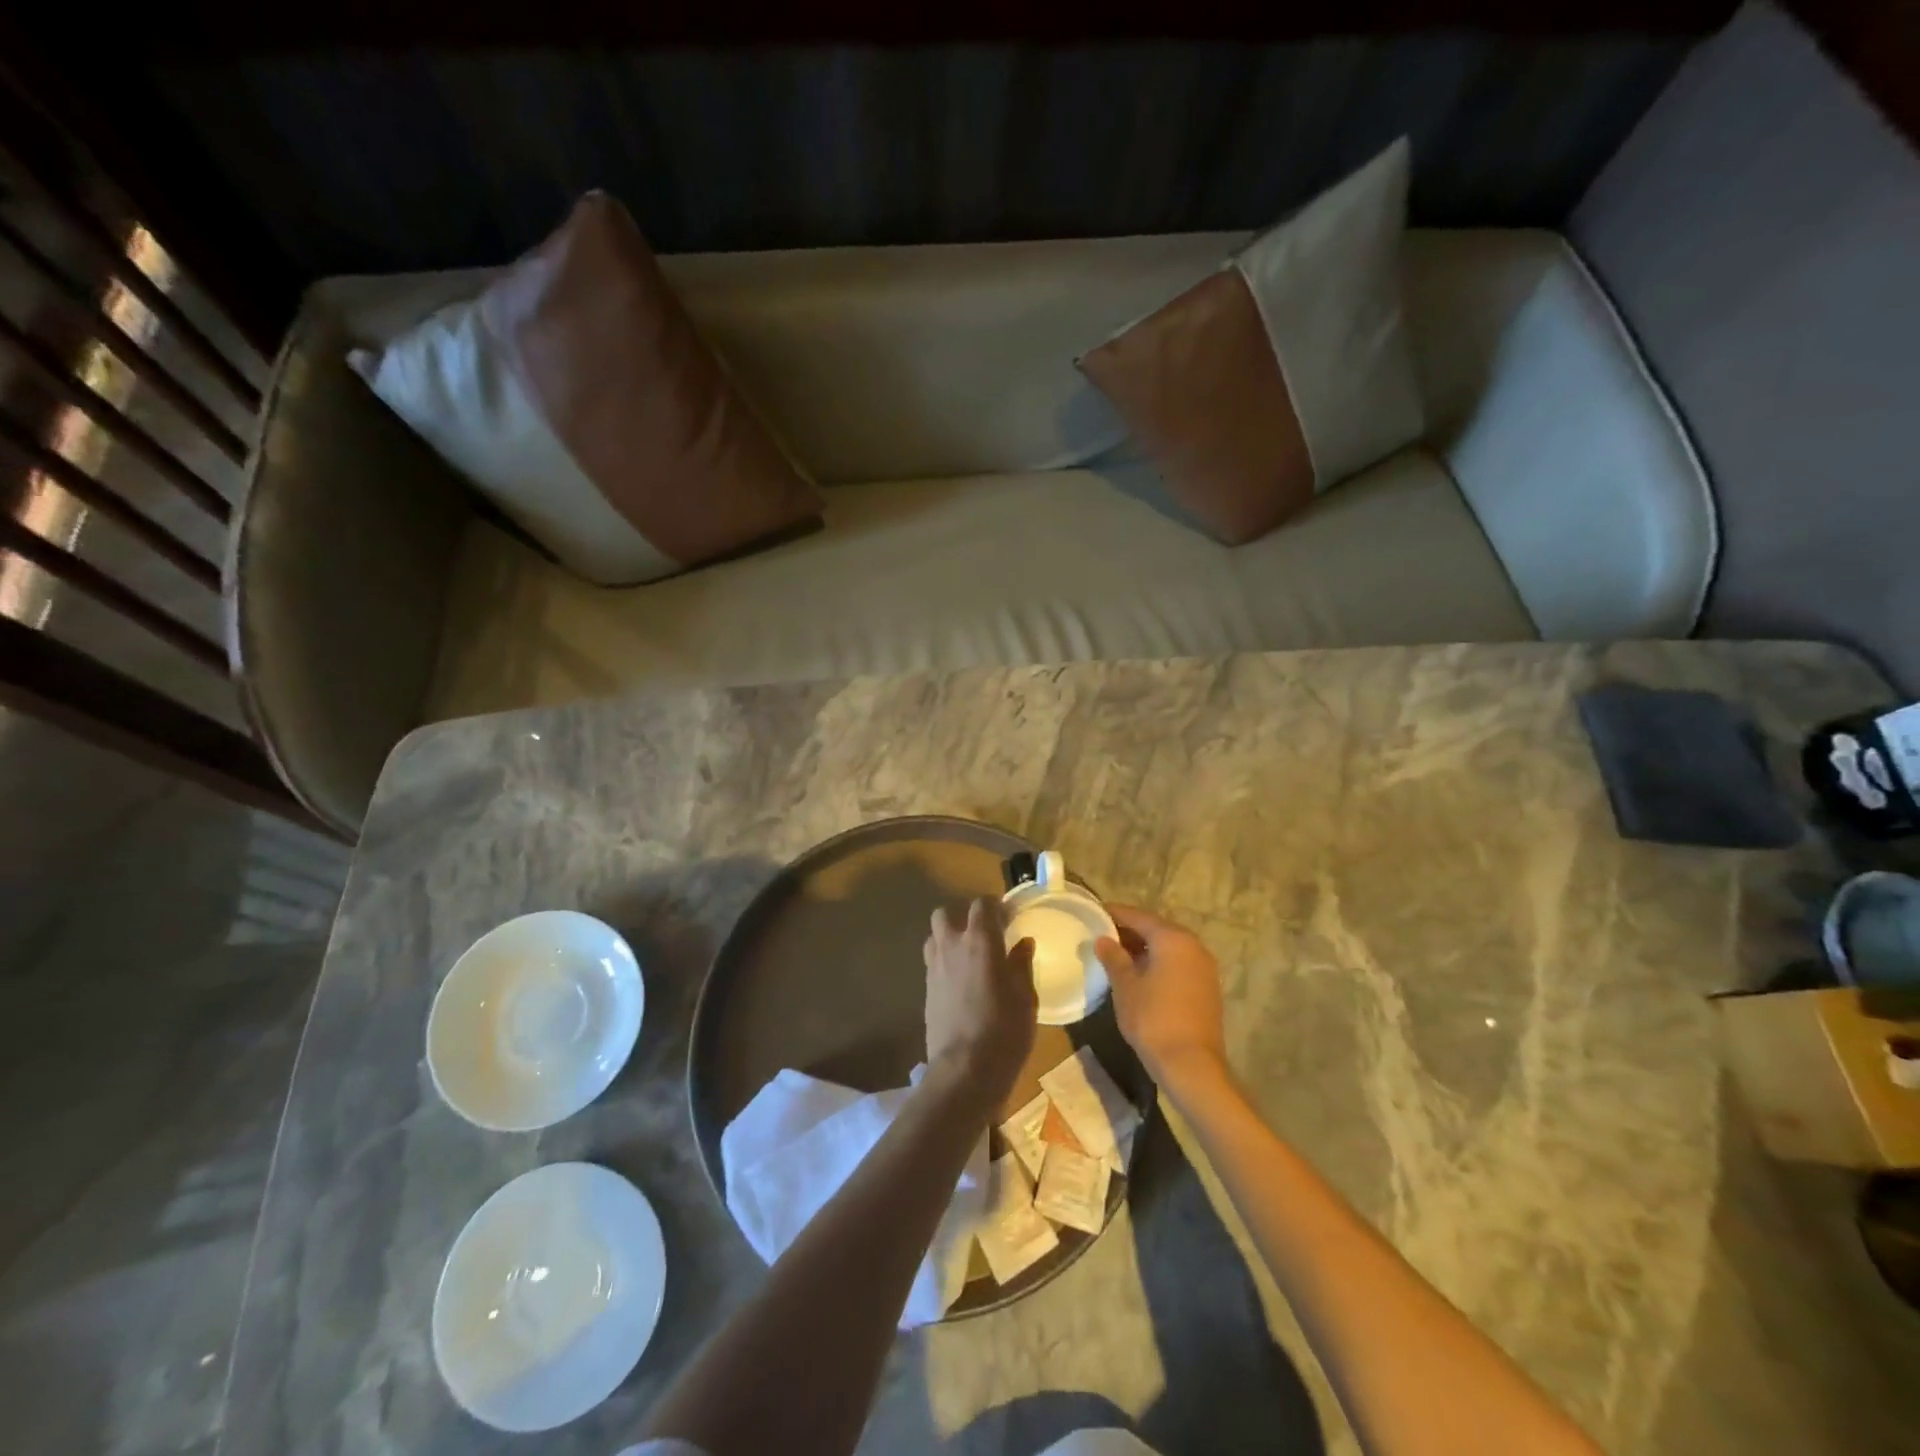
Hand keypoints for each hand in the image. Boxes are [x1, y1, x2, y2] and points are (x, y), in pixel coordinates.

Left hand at [923, 899, 1036, 1108]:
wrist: (965, 1070)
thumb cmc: (1004, 1029)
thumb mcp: (1025, 996)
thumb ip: (1021, 964)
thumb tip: (1022, 943)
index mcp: (979, 940)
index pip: (981, 904)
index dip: (995, 906)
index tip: (1009, 917)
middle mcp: (951, 946)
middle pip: (945, 914)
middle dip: (961, 917)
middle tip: (983, 934)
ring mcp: (934, 968)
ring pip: (934, 937)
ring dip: (948, 939)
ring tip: (968, 957)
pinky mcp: (925, 991)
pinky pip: (932, 964)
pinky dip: (945, 964)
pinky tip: (960, 983)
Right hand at [1095, 905, 1227, 1088]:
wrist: (1191, 1065)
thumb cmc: (1153, 1019)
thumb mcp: (1125, 986)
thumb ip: (1114, 958)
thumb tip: (1103, 939)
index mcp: (1172, 939)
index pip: (1139, 917)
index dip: (1116, 914)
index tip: (1096, 912)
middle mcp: (1193, 946)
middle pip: (1157, 930)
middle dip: (1131, 931)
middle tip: (1104, 936)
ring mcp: (1204, 967)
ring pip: (1169, 947)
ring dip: (1146, 948)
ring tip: (1119, 956)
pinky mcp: (1207, 987)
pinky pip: (1179, 963)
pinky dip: (1160, 963)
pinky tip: (1142, 975)